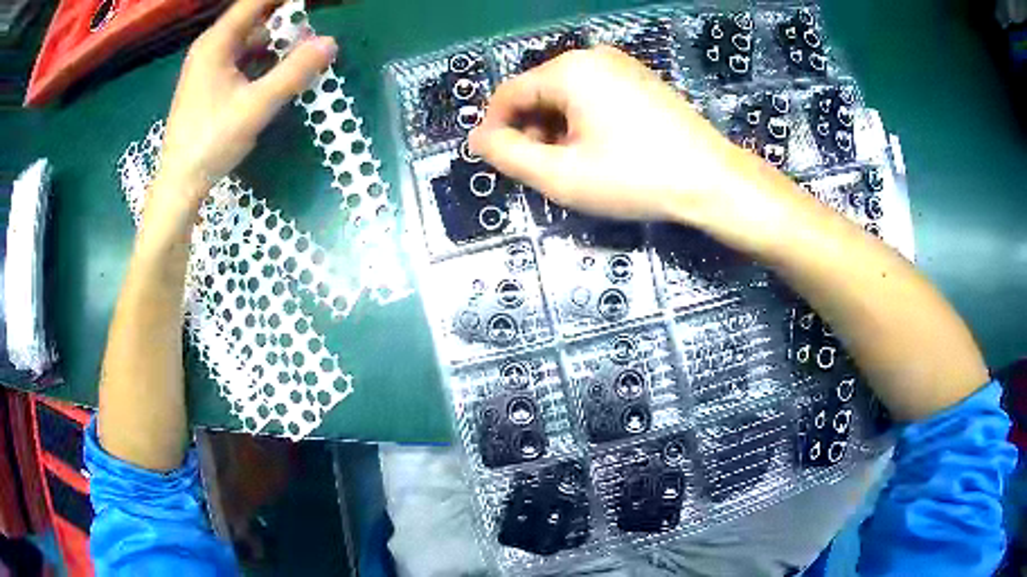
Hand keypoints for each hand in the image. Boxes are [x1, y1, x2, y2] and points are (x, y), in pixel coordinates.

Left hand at [156, 0, 336, 207]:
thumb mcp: (256, 106)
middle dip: (283, 16)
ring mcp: (208, 66)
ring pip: (247, 38)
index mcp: (216, 43)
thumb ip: (294, 72)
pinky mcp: (209, 83)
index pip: (254, 2)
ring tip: (302, 43)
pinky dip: (262, 56)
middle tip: (310, 23)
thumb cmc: (211, 142)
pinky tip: (278, 67)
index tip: (310, 1)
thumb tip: (331, 43)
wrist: (179, 184)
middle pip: (252, 17)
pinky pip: (241, 57)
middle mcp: (210, 47)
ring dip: (275, 37)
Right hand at [469, 46, 756, 222]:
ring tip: (573, 165)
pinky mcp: (641, 81)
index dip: (496, 128)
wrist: (711, 181)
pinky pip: (594, 96)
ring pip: (566, 96)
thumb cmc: (635, 178)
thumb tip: (479, 139)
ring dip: (556, 129)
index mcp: (569, 70)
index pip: (509, 93)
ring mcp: (622, 66)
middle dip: (531, 130)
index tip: (499, 161)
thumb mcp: (561, 175)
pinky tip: (599, 151)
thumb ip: (509, 156)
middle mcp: (593, 57)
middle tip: (544, 171)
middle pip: (539, 92)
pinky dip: (583, 122)